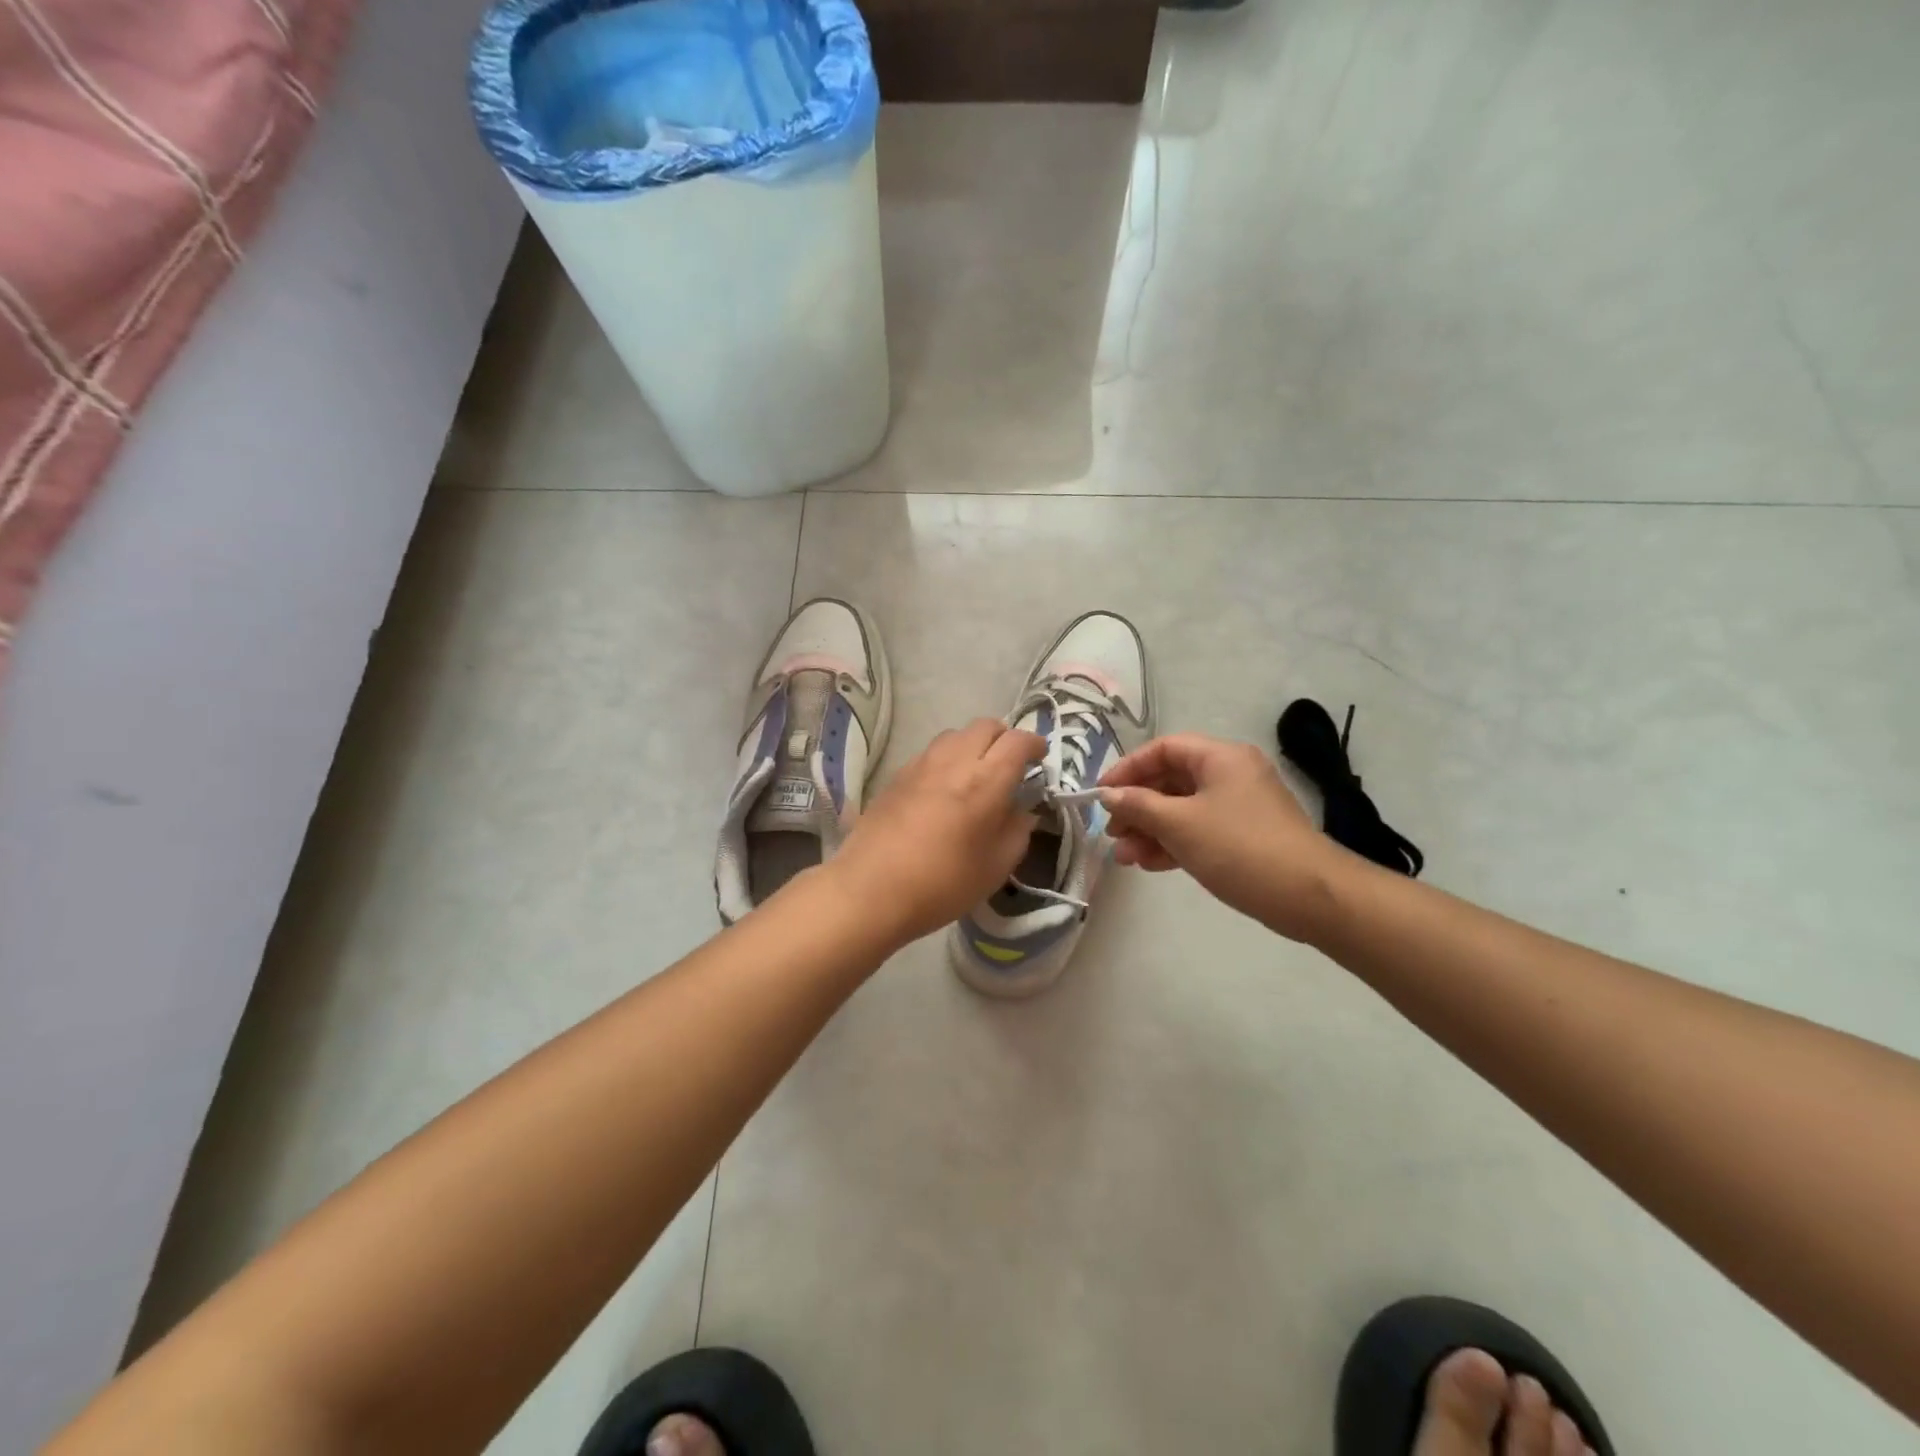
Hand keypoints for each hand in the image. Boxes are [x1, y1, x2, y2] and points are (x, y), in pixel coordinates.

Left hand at [828, 719, 1045, 948]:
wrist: (870, 889)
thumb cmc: (943, 884)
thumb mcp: (996, 867)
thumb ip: (1017, 832)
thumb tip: (1022, 812)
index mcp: (986, 781)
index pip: (1018, 741)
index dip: (1035, 745)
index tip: (1040, 759)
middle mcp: (954, 761)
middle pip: (985, 726)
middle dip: (1004, 738)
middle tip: (1009, 765)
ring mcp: (920, 764)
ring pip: (955, 734)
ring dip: (973, 745)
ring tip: (975, 774)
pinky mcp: (896, 775)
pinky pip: (930, 753)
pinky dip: (946, 759)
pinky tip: (943, 789)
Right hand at [1099, 734, 1344, 940]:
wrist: (1309, 896)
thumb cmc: (1239, 847)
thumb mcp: (1180, 824)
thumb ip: (1139, 806)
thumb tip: (1108, 795)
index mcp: (1220, 757)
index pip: (1163, 749)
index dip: (1128, 768)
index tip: (1101, 794)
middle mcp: (1230, 774)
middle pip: (1171, 780)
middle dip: (1137, 806)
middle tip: (1112, 832)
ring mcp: (1238, 806)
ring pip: (1182, 809)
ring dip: (1150, 830)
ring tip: (1125, 857)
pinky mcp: (1243, 836)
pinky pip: (1198, 830)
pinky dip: (1173, 843)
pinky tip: (1149, 863)